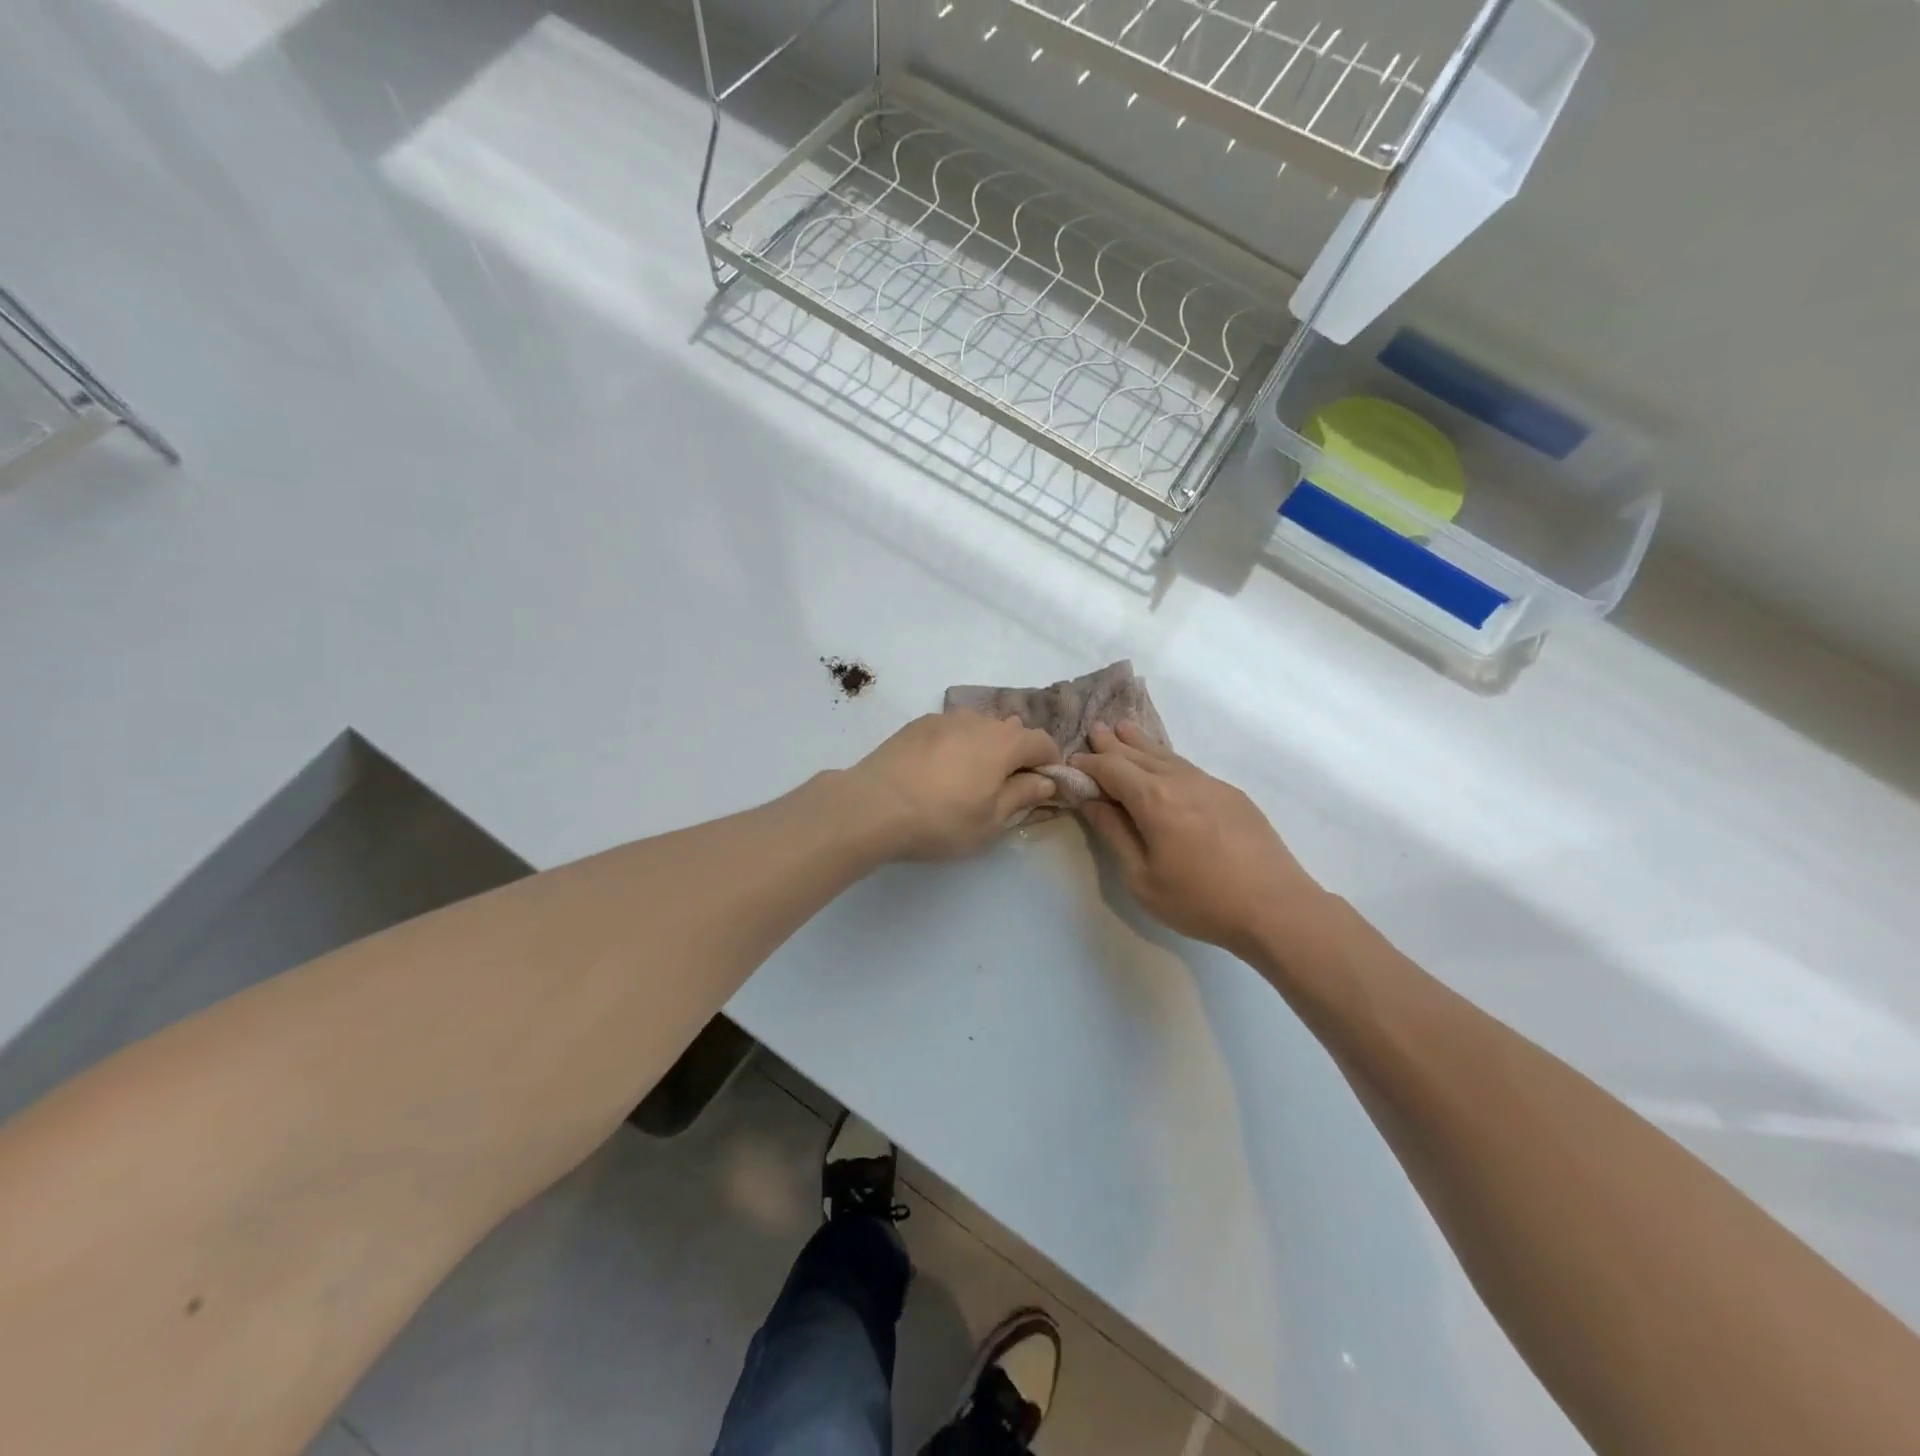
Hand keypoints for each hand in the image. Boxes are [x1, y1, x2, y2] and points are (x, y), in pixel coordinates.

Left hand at [845, 712, 1060, 860]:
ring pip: (978, 727)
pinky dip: (956, 745)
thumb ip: (1022, 796)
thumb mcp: (991, 821)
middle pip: (1011, 731)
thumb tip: (1046, 781)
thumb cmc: (941, 820)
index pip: (1042, 742)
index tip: (1043, 787)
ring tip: (970, 778)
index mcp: (1004, 742)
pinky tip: (939, 771)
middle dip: (1017, 755)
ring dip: (985, 747)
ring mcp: (944, 718)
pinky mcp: (917, 724)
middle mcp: (978, 720)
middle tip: (1004, 788)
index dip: (1049, 763)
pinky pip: (951, 730)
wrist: (873, 806)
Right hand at [1072, 722, 1322, 953]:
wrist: (1276, 908)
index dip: (1088, 764)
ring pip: (1166, 756)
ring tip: (1124, 729)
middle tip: (1095, 729)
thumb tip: (1090, 800)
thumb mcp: (1141, 877)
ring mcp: (1210, 784)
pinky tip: (1164, 762)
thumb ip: (1114, 833)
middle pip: (1138, 754)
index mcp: (1153, 798)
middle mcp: (1180, 780)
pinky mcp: (1231, 794)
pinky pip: (1187, 767)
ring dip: (1141, 744)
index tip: (1071, 762)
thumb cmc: (1200, 900)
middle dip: (1113, 744)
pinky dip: (1166, 758)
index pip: (1111, 768)